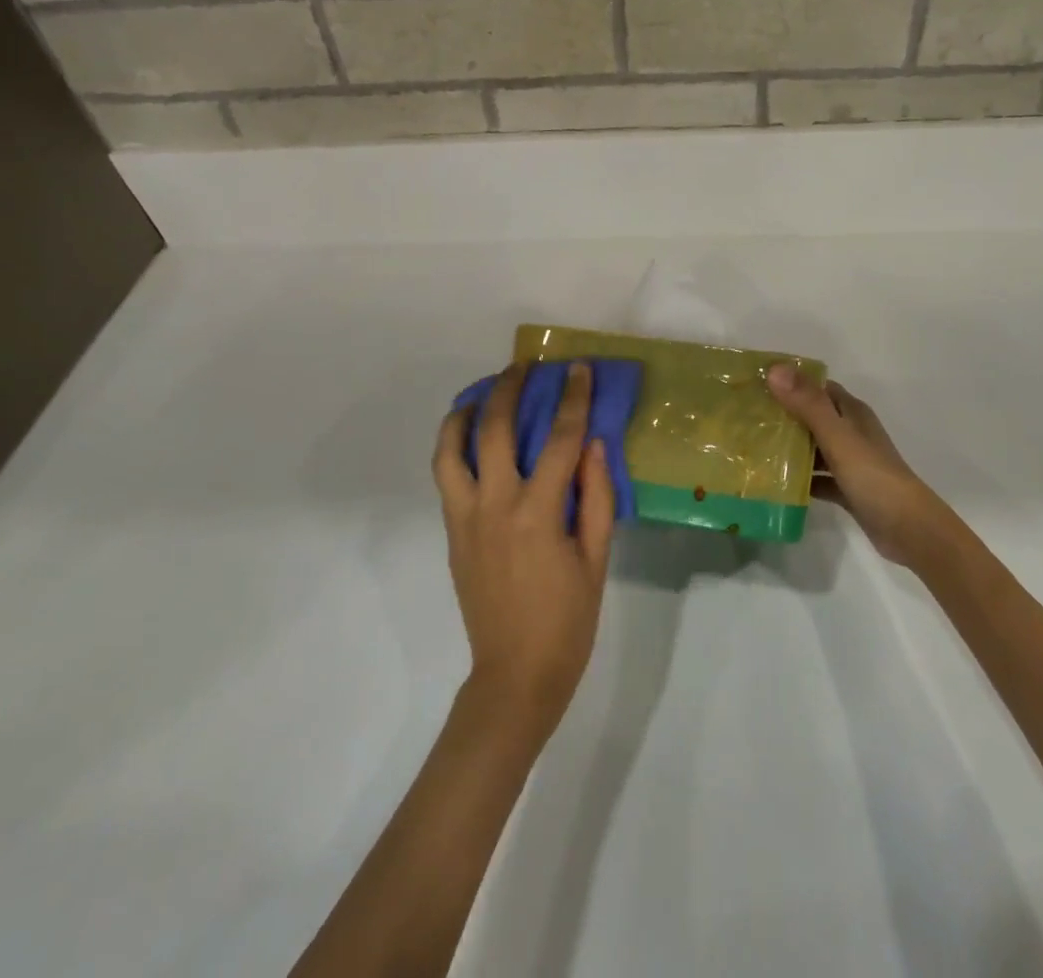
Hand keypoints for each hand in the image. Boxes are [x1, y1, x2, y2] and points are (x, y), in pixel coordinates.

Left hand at [433, 361, 615, 736]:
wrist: (515, 675)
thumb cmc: (568, 620)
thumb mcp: (596, 559)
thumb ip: (595, 496)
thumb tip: (594, 444)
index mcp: (538, 513)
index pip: (560, 440)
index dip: (572, 400)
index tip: (578, 370)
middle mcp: (495, 505)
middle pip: (496, 429)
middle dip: (509, 389)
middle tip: (523, 366)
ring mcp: (466, 518)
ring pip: (451, 450)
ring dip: (463, 413)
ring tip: (479, 393)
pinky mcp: (452, 533)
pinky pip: (446, 477)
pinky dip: (453, 447)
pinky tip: (468, 438)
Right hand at [767, 365, 956, 566]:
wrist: (909, 530)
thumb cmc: (873, 477)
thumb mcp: (838, 437)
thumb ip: (808, 405)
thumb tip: (774, 369)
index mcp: (852, 413)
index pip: (817, 387)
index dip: (789, 382)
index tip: (756, 384)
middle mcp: (851, 433)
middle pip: (812, 416)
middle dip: (783, 415)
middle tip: (746, 417)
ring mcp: (850, 463)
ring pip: (814, 448)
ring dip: (789, 448)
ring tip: (752, 448)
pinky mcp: (848, 489)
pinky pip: (818, 478)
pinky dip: (800, 479)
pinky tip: (774, 484)